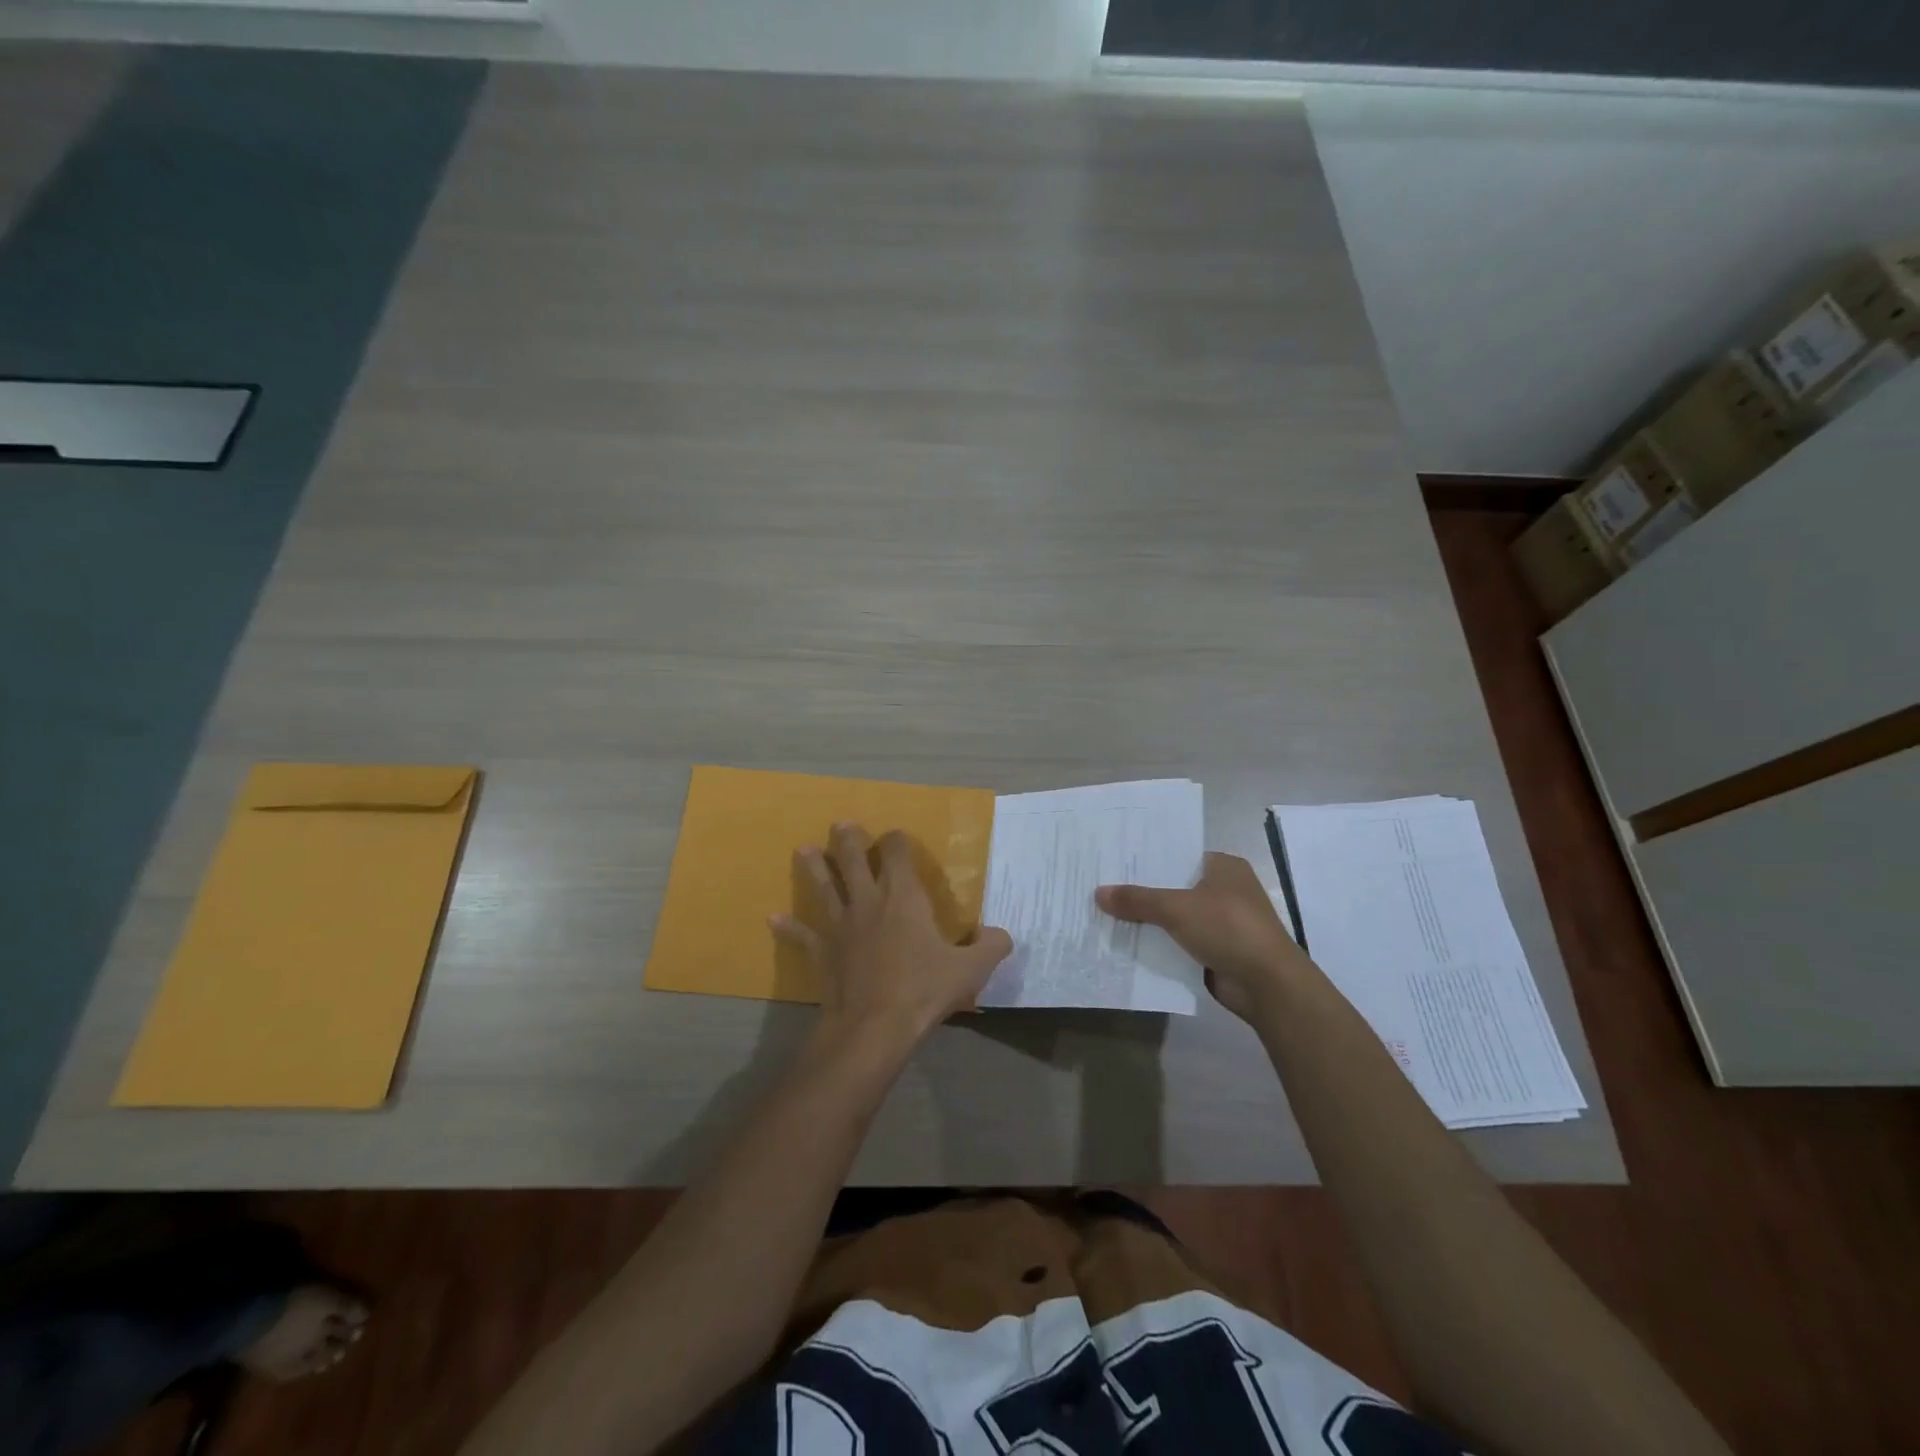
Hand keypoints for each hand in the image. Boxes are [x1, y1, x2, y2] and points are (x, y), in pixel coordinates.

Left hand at [772, 823, 1013, 1051]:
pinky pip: (802, 934)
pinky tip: (772, 919)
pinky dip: (787, 926)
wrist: (874, 1026)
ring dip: (815, 867)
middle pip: (854, 859)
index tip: (897, 838)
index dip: (897, 840)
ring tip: (804, 850)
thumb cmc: (923, 990)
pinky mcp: (821, 950)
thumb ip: (991, 946)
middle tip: (842, 825)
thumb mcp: (971, 969)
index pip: (897, 852)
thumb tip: (1001, 934)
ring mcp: (840, 924)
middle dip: (849, 839)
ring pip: (824, 887)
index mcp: (903, 897)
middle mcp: (868, 900)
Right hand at [1096, 852, 1309, 1020]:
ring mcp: (1223, 922)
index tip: (1114, 860)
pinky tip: (1128, 943)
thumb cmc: (1227, 928)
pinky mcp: (1218, 950)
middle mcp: (1225, 889)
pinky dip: (1160, 944)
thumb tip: (1098, 893)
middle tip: (1102, 886)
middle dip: (1143, 891)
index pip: (1178, 854)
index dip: (1147, 858)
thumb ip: (1137, 900)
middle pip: (1174, 886)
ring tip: (1106, 914)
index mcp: (1224, 867)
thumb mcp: (1176, 908)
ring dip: (1149, 920)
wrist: (1268, 984)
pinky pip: (1180, 941)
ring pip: (1176, 916)